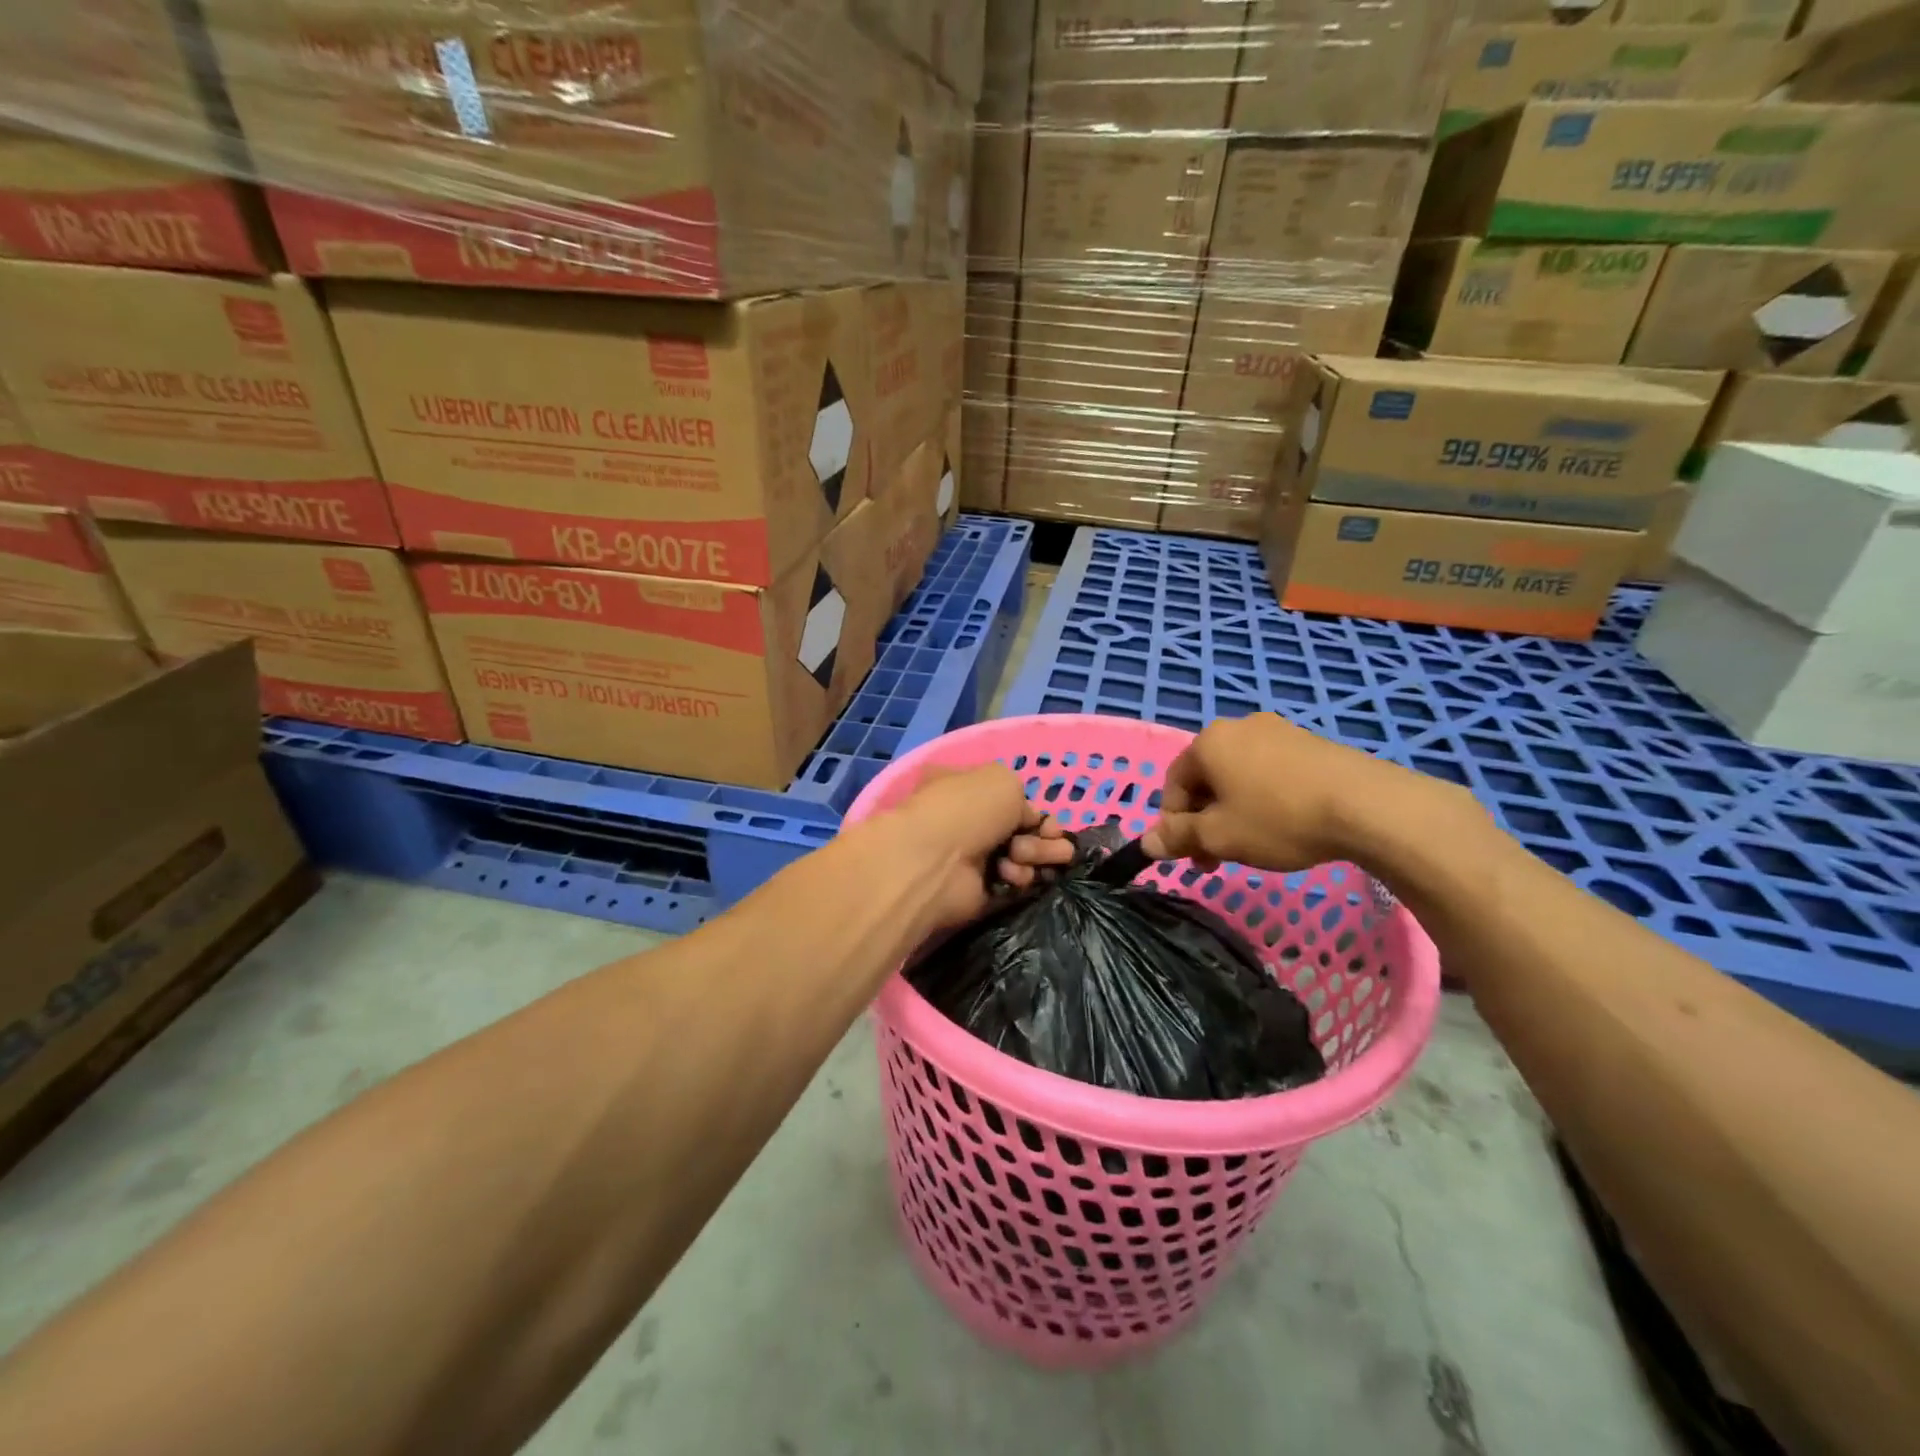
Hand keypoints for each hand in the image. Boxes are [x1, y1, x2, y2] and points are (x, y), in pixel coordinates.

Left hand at [883, 764, 1073, 930]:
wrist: (934, 862)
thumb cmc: (966, 810)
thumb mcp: (1003, 780)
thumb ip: (1022, 796)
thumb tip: (1027, 820)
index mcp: (967, 787)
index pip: (1012, 799)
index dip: (1037, 812)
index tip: (1051, 824)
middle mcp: (969, 821)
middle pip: (1023, 830)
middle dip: (1044, 838)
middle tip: (1054, 844)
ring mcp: (973, 857)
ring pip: (1023, 857)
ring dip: (1034, 857)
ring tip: (1022, 857)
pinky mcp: (979, 890)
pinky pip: (1013, 884)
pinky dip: (1019, 879)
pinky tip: (1010, 876)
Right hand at [1142, 713, 1474, 872]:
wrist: (1367, 806)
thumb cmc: (1278, 819)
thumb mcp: (1219, 836)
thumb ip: (1178, 837)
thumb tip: (1147, 842)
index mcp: (1209, 742)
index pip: (1173, 783)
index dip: (1173, 822)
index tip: (1189, 856)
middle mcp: (1239, 727)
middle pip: (1206, 779)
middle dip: (1204, 820)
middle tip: (1218, 859)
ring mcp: (1279, 731)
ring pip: (1238, 777)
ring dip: (1233, 812)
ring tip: (1253, 846)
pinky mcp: (1311, 743)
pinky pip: (1270, 772)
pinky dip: (1265, 800)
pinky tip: (1285, 827)